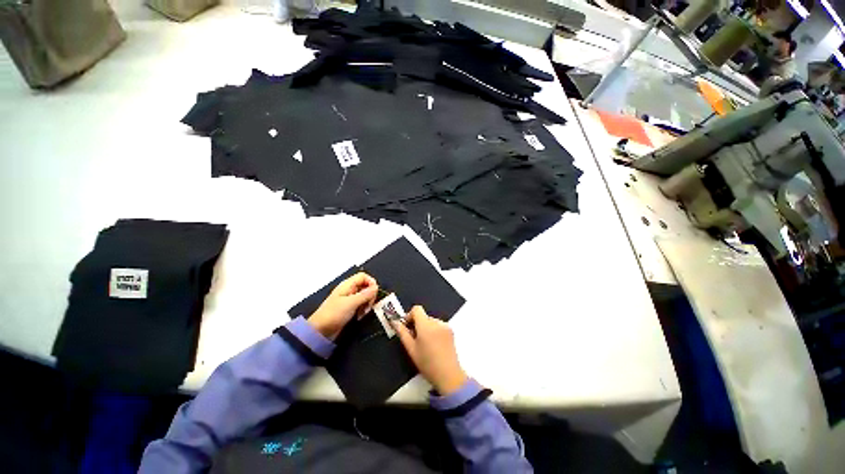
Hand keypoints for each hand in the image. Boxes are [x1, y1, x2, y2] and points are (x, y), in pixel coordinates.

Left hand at [308, 272, 377, 340]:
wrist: (320, 331)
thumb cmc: (334, 314)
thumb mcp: (351, 303)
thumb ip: (365, 294)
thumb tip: (376, 287)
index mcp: (348, 285)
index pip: (363, 276)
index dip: (371, 282)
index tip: (374, 293)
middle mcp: (349, 290)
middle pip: (365, 286)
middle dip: (370, 295)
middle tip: (369, 305)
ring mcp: (349, 299)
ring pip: (364, 296)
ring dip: (367, 303)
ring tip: (364, 312)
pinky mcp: (349, 308)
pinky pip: (360, 304)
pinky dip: (363, 309)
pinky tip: (360, 316)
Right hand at [392, 306, 467, 395]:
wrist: (448, 375)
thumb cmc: (427, 363)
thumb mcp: (411, 349)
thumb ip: (402, 333)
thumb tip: (395, 322)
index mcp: (426, 325)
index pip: (417, 309)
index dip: (410, 316)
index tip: (407, 327)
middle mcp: (437, 322)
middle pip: (424, 316)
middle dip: (417, 324)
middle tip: (415, 339)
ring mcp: (445, 326)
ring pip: (431, 321)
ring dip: (426, 327)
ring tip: (426, 344)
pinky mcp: (451, 331)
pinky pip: (439, 325)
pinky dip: (434, 330)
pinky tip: (434, 344)